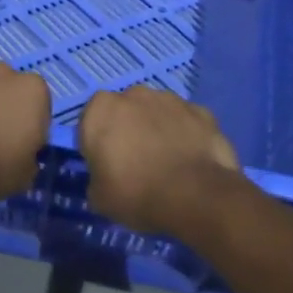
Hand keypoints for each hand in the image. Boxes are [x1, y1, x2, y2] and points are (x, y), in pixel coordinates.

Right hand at [79, 87, 241, 233]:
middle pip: (125, 112)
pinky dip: (186, 135)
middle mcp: (134, 94)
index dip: (98, 145)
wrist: (195, 195)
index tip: (107, 167)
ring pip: (157, 113)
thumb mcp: (99, 198)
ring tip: (167, 163)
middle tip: (136, 164)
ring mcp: (171, 99)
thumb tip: (105, 179)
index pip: (91, 123)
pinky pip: (185, 122)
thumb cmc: (136, 193)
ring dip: (157, 129)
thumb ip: (97, 179)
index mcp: (101, 109)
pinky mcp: (201, 111)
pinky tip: (190, 160)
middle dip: (128, 130)